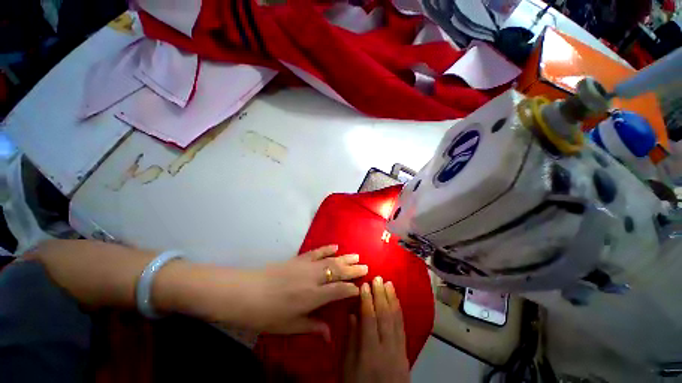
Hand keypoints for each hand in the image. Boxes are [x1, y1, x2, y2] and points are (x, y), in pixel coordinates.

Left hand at [170, 245, 367, 340]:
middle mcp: (313, 278)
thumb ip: (312, 327)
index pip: (339, 290)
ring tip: (356, 255)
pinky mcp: (298, 258)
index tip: (361, 288)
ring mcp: (306, 265)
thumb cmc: (267, 314)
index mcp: (312, 296)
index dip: (351, 289)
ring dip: (344, 257)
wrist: (245, 292)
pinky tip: (335, 246)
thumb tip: (330, 336)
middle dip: (353, 269)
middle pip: (338, 271)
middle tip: (366, 266)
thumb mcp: (289, 326)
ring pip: (330, 260)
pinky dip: (327, 248)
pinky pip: (316, 252)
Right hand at [343, 277, 409, 382]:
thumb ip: (350, 340)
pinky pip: (402, 328)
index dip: (367, 300)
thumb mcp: (347, 368)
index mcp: (370, 352)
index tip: (364, 284)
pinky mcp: (405, 353)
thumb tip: (352, 314)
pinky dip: (399, 311)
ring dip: (392, 299)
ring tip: (389, 284)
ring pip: (396, 319)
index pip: (369, 319)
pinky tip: (397, 301)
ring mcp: (399, 350)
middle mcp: (387, 348)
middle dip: (381, 294)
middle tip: (378, 278)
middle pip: (384, 316)